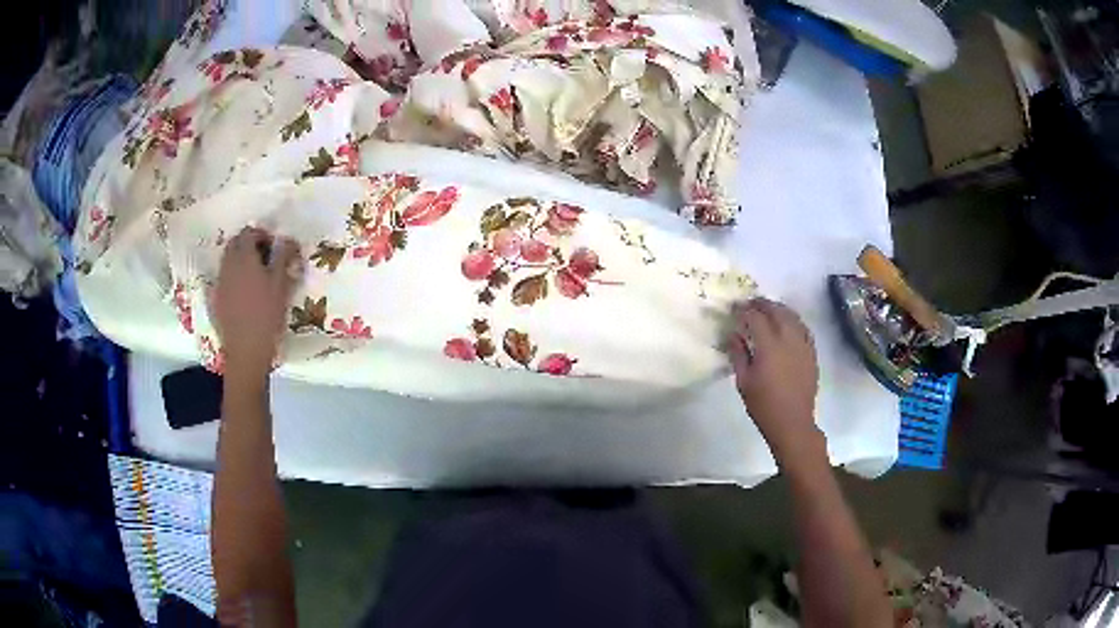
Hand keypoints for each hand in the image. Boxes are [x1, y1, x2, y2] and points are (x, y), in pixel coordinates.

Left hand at [213, 228, 301, 378]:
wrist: (246, 351)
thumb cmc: (267, 316)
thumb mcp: (282, 285)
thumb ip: (284, 258)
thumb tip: (288, 240)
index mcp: (244, 258)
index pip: (249, 232)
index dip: (262, 234)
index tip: (274, 246)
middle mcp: (228, 265)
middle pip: (235, 244)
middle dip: (248, 245)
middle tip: (264, 259)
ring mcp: (219, 283)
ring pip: (227, 261)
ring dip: (240, 262)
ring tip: (255, 277)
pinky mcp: (215, 300)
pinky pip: (223, 280)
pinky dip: (233, 279)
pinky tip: (244, 295)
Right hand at [727, 298, 821, 460]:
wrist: (792, 422)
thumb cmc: (763, 405)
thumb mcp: (744, 381)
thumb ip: (738, 355)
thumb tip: (733, 335)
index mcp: (769, 346)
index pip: (755, 318)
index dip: (744, 310)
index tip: (735, 308)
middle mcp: (788, 339)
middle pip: (776, 311)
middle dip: (762, 304)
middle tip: (751, 304)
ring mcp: (803, 345)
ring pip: (792, 316)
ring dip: (779, 309)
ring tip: (768, 310)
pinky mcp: (811, 352)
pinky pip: (803, 328)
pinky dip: (793, 320)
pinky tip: (787, 324)